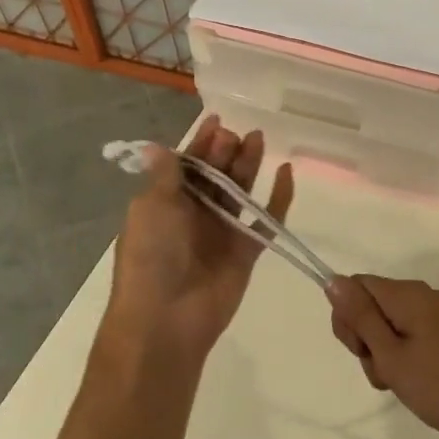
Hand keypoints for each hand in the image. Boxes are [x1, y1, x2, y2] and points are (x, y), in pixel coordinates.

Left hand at [106, 115, 292, 362]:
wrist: (166, 318)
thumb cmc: (152, 257)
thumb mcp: (151, 208)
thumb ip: (165, 176)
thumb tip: (156, 147)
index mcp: (166, 203)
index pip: (186, 165)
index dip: (200, 142)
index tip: (217, 120)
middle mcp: (194, 214)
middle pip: (215, 175)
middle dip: (225, 151)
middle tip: (239, 133)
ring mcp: (222, 232)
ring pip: (240, 191)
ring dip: (249, 165)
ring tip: (260, 139)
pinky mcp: (247, 251)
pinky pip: (267, 219)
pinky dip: (279, 198)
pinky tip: (287, 173)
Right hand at [326, 275, 438, 438]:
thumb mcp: (392, 356)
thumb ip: (361, 317)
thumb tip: (333, 279)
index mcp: (408, 294)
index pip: (357, 286)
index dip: (348, 318)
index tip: (361, 352)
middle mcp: (426, 296)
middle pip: (375, 305)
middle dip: (367, 340)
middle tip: (386, 373)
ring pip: (395, 326)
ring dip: (388, 355)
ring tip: (406, 385)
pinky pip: (418, 337)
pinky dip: (411, 359)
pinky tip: (423, 385)